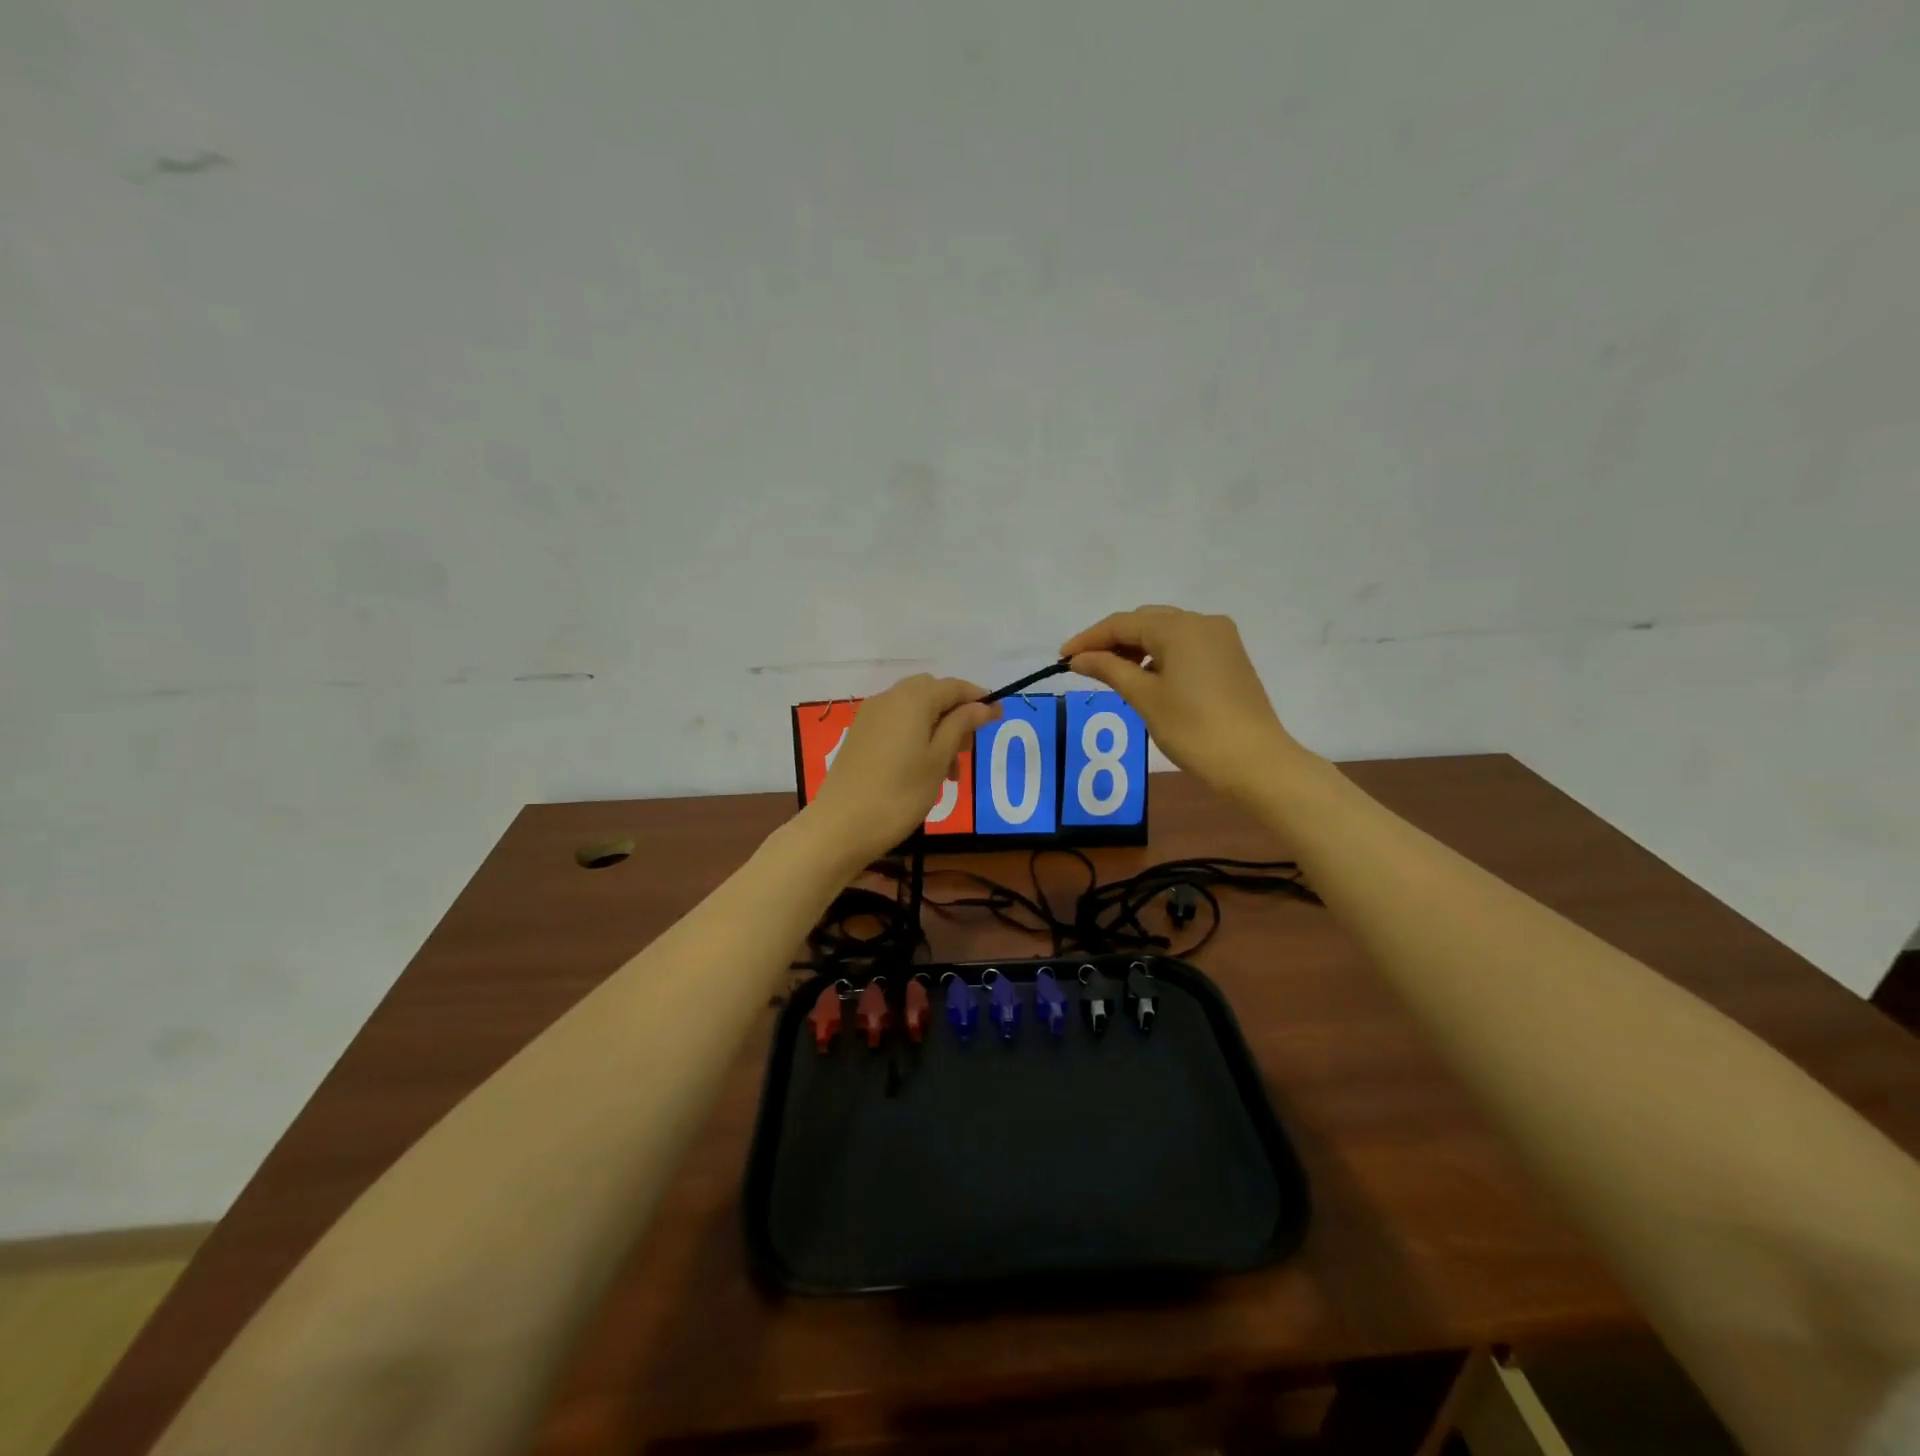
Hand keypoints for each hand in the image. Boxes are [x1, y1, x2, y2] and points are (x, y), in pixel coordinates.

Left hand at [804, 674, 999, 863]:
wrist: (841, 825)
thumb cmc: (900, 793)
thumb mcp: (938, 759)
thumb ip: (961, 725)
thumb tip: (984, 705)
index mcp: (913, 699)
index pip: (954, 686)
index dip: (978, 699)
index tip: (999, 718)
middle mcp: (889, 698)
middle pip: (932, 693)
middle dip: (955, 714)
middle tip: (967, 749)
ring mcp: (870, 716)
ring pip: (914, 710)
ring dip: (937, 729)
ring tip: (949, 772)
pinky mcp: (859, 735)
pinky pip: (896, 723)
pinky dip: (915, 736)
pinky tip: (922, 770)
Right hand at [1061, 606, 1307, 800]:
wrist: (1255, 762)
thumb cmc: (1194, 729)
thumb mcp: (1145, 698)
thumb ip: (1110, 670)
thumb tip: (1079, 658)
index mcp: (1180, 628)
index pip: (1123, 623)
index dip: (1089, 638)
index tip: (1062, 657)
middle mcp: (1202, 623)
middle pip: (1145, 621)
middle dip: (1112, 640)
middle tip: (1083, 665)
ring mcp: (1220, 639)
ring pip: (1166, 632)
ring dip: (1136, 648)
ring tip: (1110, 673)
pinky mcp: (1229, 658)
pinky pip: (1185, 646)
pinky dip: (1159, 656)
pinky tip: (1145, 677)